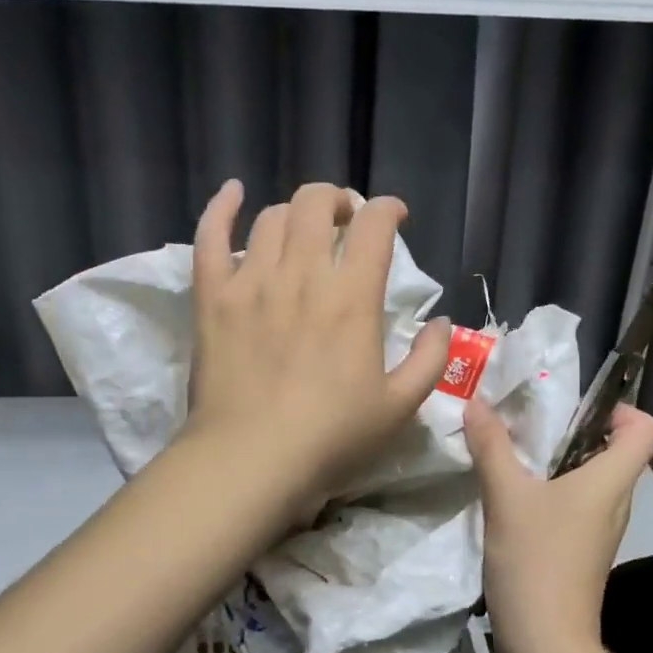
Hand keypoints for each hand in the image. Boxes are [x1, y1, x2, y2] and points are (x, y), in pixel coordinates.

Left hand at [185, 180, 450, 516]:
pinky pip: (210, 237)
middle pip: (317, 204)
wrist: (250, 460)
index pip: (374, 226)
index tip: (395, 217)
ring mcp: (251, 281)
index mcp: (352, 297)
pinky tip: (233, 191)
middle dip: (338, 199)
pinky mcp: (212, 297)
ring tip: (302, 229)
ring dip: (294, 213)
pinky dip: (221, 207)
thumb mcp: (399, 407)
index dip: (389, 210)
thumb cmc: (330, 438)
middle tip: (346, 220)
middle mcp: (302, 274)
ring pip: (272, 217)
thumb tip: (442, 323)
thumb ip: (429, 360)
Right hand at [465, 398, 652, 652]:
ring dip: (559, 461)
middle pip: (616, 450)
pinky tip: (515, 497)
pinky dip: (553, 491)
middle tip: (529, 423)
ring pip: (592, 478)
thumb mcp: (506, 496)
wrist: (546, 644)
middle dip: (576, 430)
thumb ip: (491, 446)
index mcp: (611, 480)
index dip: (621, 409)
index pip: (646, 429)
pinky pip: (577, 504)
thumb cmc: (536, 561)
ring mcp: (602, 528)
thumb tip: (476, 401)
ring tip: (516, 455)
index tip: (576, 410)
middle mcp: (617, 500)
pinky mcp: (584, 549)